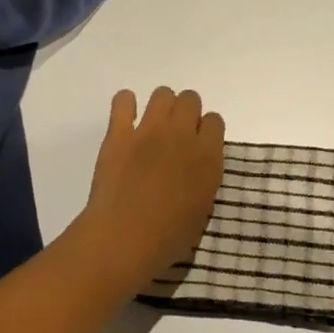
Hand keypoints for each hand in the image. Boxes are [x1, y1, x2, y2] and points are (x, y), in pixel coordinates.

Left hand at [82, 87, 225, 278]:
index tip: (197, 145)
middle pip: (190, 99)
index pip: (214, 121)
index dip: (205, 131)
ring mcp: (149, 130)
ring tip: (152, 126)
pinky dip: (125, 105)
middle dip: (185, 112)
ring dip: (161, 106)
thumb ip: (204, 178)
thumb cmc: (168, 237)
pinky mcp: (119, 133)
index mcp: (207, 156)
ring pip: (162, 94)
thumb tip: (196, 166)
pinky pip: (123, 100)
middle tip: (175, 134)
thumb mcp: (202, 208)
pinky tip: (125, 119)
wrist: (125, 239)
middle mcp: (182, 135)